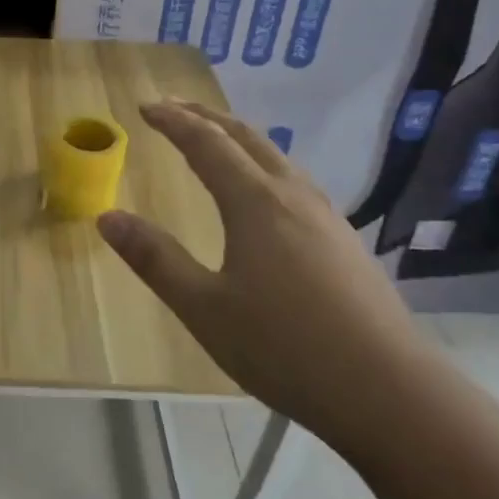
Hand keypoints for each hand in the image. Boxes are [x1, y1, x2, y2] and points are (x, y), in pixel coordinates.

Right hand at [97, 100, 429, 438]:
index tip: (144, 106)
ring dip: (237, 138)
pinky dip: (262, 164)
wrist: (390, 392)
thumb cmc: (284, 347)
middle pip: (246, 137)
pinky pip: (293, 180)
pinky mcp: (345, 240)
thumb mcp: (203, 307)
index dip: (173, 121)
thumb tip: (107, 218)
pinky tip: (264, 192)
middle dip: (205, 117)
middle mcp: (292, 195)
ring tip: (214, 139)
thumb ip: (155, 259)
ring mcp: (326, 216)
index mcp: (255, 202)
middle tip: (173, 107)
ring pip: (276, 156)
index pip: (206, 144)